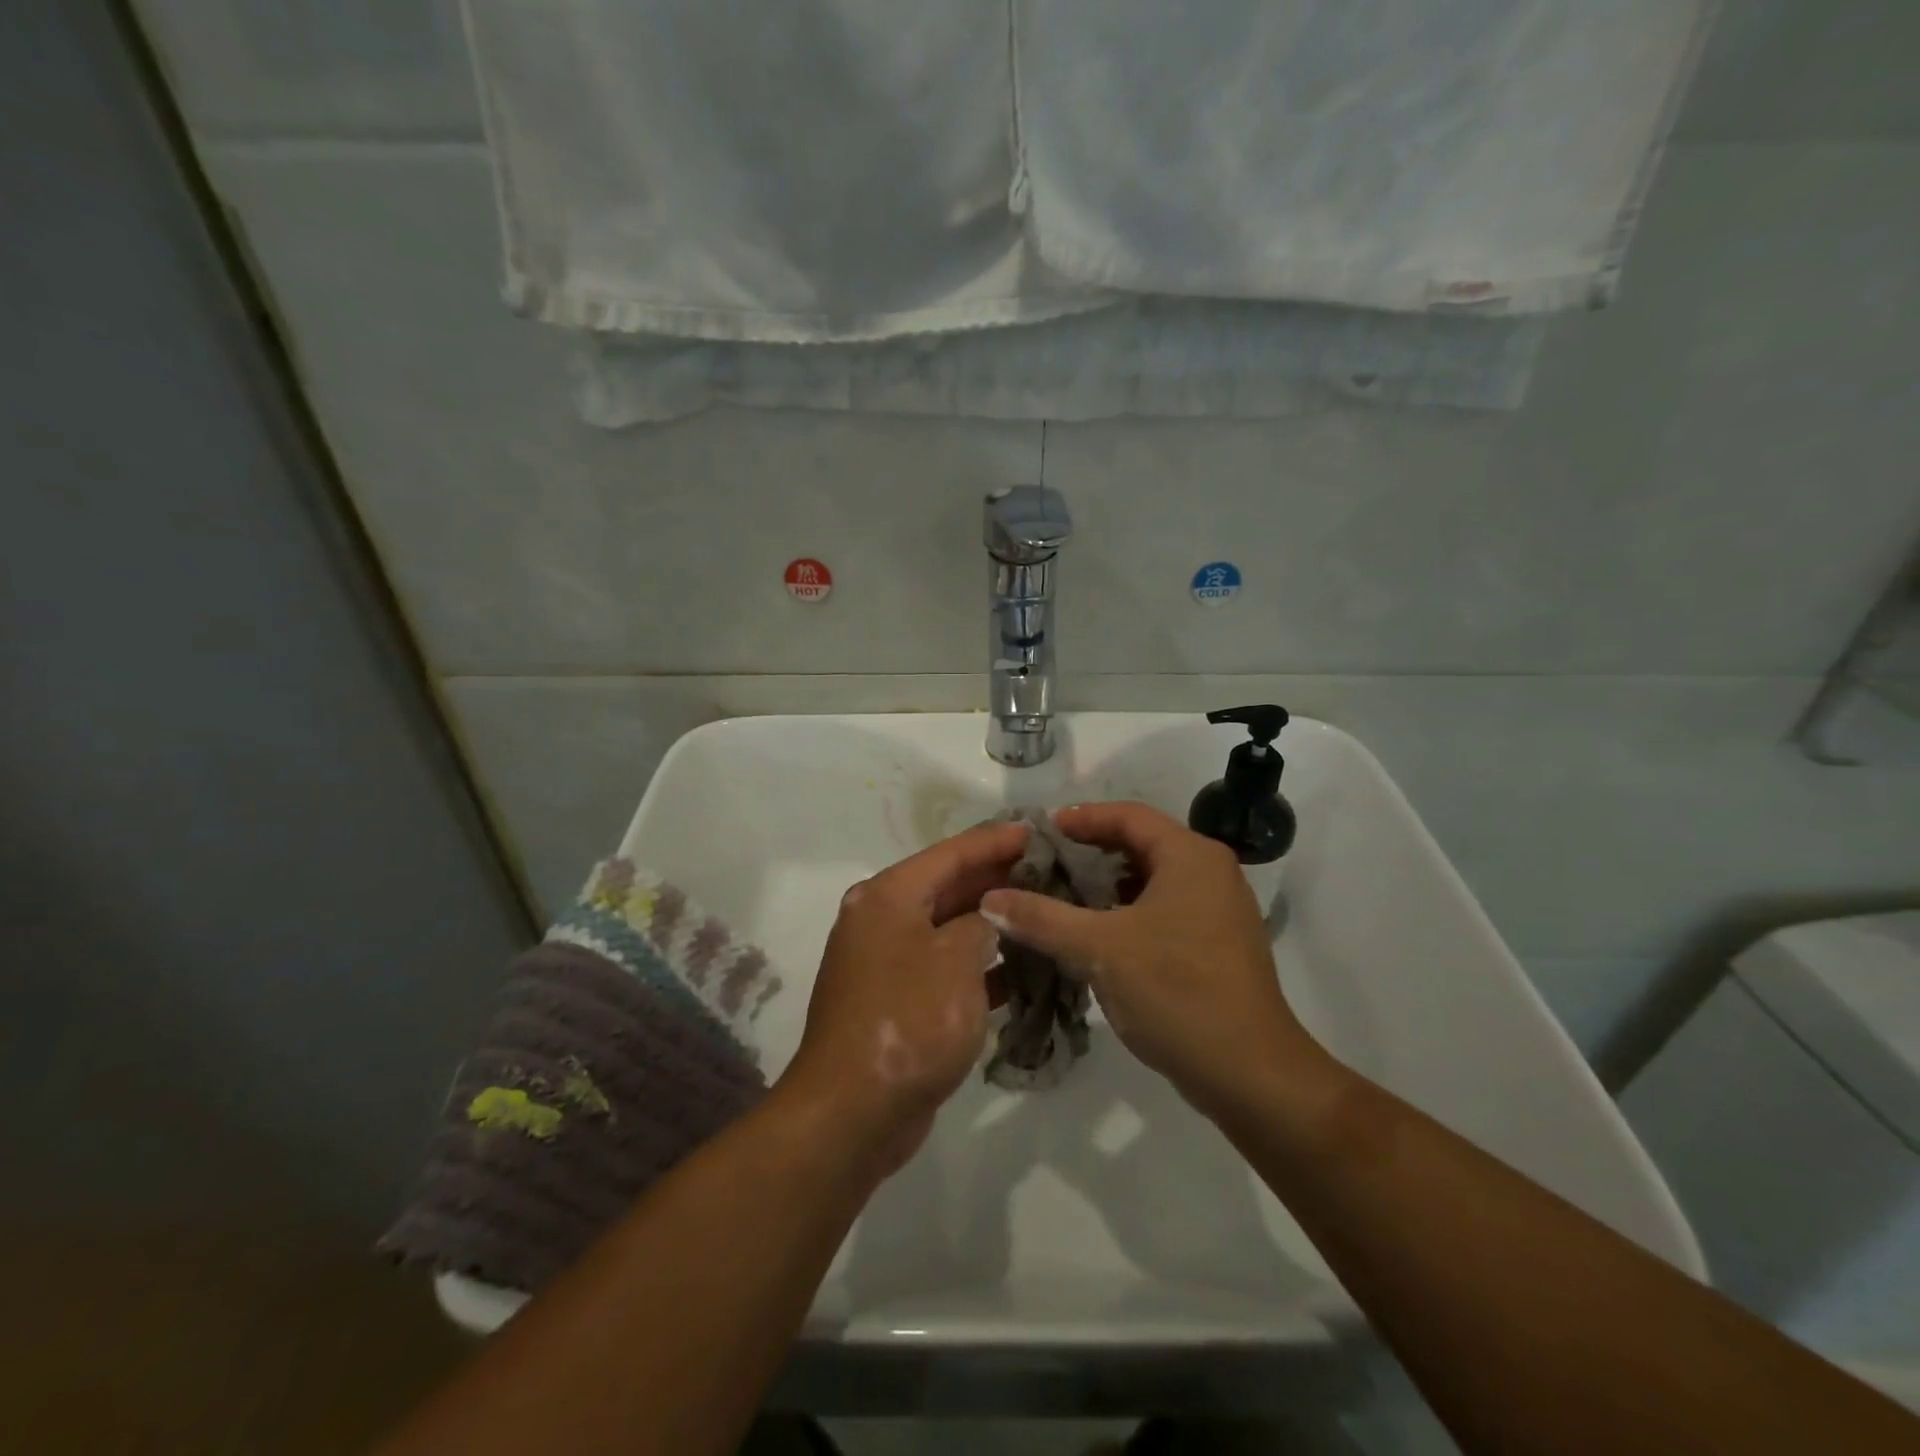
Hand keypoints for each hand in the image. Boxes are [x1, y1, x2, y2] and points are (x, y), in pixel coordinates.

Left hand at [779, 819, 1027, 1176]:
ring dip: (992, 923)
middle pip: (949, 886)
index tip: (1039, 830)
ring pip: (950, 929)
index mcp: (889, 896)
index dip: (997, 840)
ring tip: (1043, 911)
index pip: (952, 852)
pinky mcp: (898, 1000)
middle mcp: (883, 919)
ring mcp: (888, 961)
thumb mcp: (956, 960)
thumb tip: (994, 912)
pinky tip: (1022, 968)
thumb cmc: (908, 1020)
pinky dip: (979, 965)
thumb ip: (983, 923)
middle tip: (1051, 870)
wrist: (853, 1111)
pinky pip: (945, 967)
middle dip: (998, 879)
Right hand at [980, 802, 1318, 1112]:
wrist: (1250, 1074)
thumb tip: (990, 899)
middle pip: (1142, 844)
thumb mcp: (1099, 949)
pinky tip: (1098, 935)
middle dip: (1092, 852)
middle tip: (1047, 863)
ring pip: (1153, 879)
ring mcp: (1220, 910)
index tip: (1042, 829)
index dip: (1084, 818)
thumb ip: (1042, 918)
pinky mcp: (1218, 945)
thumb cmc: (1177, 992)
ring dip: (1109, 884)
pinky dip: (1129, 911)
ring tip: (1064, 897)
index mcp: (1190, 857)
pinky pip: (1165, 909)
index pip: (1129, 816)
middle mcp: (1211, 873)